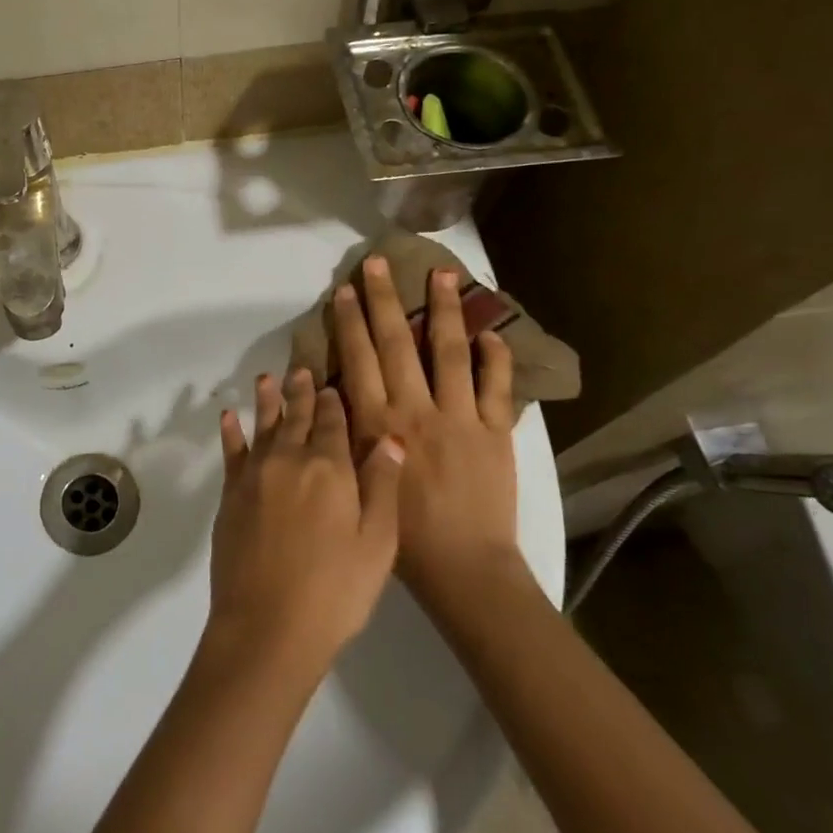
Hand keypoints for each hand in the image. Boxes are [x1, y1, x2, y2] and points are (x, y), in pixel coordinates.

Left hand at [207, 369, 405, 679]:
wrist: (268, 626)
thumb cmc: (336, 591)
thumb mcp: (377, 543)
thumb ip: (382, 486)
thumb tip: (390, 438)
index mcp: (330, 468)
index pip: (333, 423)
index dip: (333, 402)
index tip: (331, 384)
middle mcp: (290, 460)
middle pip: (296, 417)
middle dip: (300, 392)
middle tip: (300, 369)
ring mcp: (256, 476)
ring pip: (264, 426)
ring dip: (266, 401)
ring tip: (266, 378)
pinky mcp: (231, 496)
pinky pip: (231, 452)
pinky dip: (231, 432)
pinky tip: (229, 416)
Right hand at [330, 257, 519, 604]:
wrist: (463, 568)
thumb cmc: (401, 533)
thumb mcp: (356, 480)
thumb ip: (348, 433)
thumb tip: (335, 389)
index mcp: (378, 422)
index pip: (359, 358)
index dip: (350, 320)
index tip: (345, 288)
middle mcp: (416, 408)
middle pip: (398, 343)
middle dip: (385, 300)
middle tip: (379, 264)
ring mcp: (461, 417)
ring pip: (450, 352)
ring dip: (445, 311)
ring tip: (443, 275)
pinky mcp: (496, 432)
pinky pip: (497, 387)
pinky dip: (497, 358)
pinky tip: (494, 333)